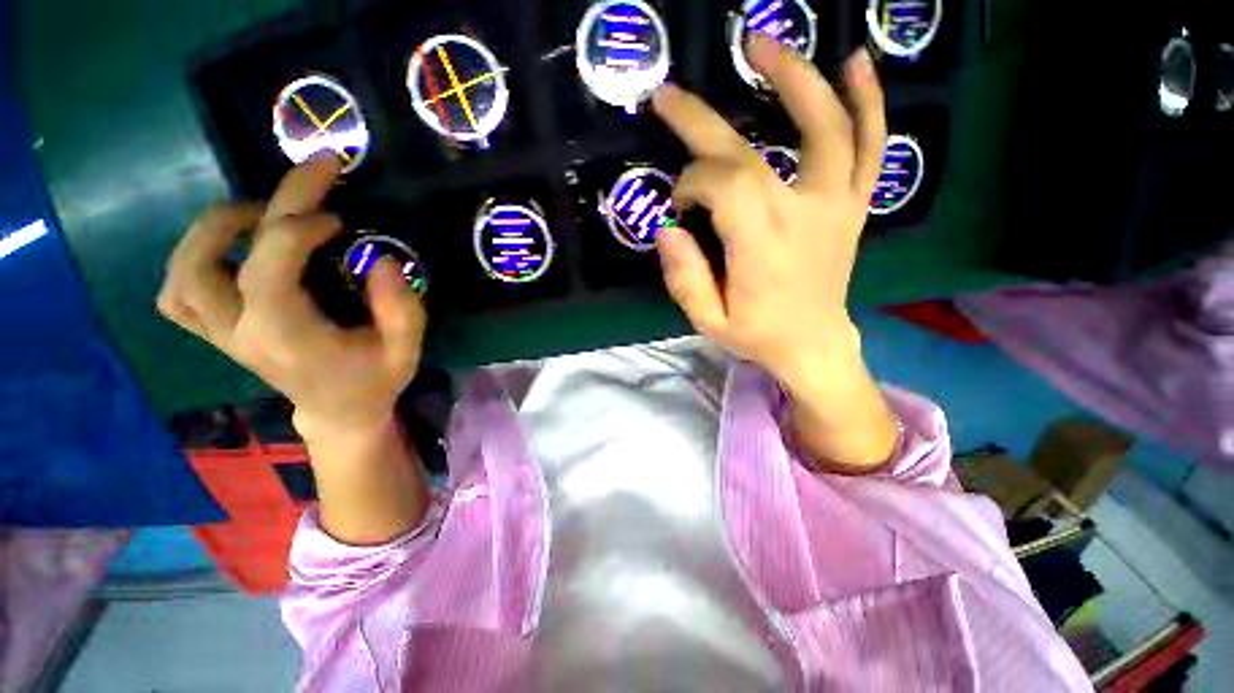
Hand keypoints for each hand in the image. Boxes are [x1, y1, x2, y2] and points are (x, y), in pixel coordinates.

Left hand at [157, 155, 426, 440]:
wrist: (340, 411)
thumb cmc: (375, 379)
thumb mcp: (406, 349)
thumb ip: (401, 309)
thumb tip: (381, 258)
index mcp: (287, 339)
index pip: (266, 271)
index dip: (296, 229)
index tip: (337, 219)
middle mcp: (241, 334)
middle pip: (209, 262)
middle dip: (254, 209)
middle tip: (301, 183)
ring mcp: (221, 334)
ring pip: (181, 273)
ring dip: (213, 232)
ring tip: (260, 216)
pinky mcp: (218, 332)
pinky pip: (178, 293)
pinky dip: (194, 260)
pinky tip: (233, 251)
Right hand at [651, 34, 885, 391]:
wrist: (814, 344)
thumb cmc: (758, 335)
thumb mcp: (708, 321)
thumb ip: (684, 278)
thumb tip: (667, 230)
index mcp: (762, 248)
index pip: (722, 187)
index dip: (690, 185)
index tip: (678, 206)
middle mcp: (803, 216)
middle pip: (751, 152)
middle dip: (702, 121)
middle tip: (670, 94)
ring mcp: (836, 205)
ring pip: (826, 127)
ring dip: (795, 78)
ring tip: (762, 42)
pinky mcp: (853, 204)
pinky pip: (870, 145)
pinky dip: (868, 100)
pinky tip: (855, 62)